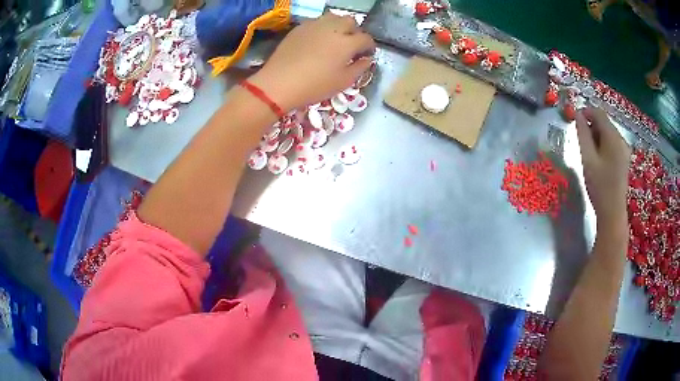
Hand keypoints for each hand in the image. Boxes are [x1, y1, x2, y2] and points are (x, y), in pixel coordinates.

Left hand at [249, 14, 375, 111]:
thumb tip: (366, 59)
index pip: (366, 38)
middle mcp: (333, 28)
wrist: (279, 83)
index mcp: (347, 43)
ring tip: (335, 39)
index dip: (369, 46)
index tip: (367, 54)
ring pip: (334, 17)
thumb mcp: (343, 82)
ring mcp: (315, 25)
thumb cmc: (315, 85)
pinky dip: (322, 28)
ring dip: (339, 26)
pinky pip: (317, 22)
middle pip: (351, 22)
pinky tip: (317, 41)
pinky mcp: (300, 27)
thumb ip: (359, 68)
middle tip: (351, 45)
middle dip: (355, 31)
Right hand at [575, 107, 630, 230]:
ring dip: (597, 135)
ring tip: (588, 151)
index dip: (586, 112)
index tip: (574, 120)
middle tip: (580, 140)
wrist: (612, 213)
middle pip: (604, 122)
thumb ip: (582, 134)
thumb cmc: (599, 186)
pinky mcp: (624, 158)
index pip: (599, 114)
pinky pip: (612, 143)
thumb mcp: (587, 159)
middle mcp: (621, 139)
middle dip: (591, 125)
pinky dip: (603, 144)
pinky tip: (598, 158)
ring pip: (608, 133)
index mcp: (613, 137)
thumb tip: (578, 115)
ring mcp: (624, 149)